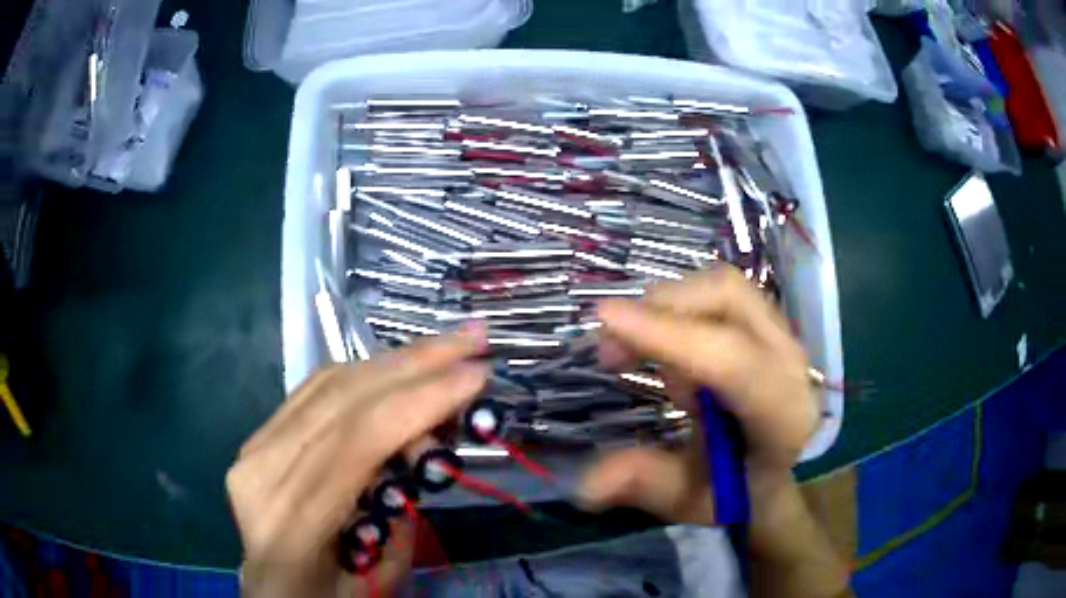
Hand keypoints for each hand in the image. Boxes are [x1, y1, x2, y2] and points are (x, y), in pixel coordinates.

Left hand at [226, 327, 487, 596]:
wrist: (274, 592)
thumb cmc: (331, 597)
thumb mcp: (383, 575)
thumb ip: (401, 510)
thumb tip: (421, 440)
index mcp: (292, 527)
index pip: (358, 442)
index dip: (420, 401)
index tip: (477, 375)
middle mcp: (261, 474)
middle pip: (342, 400)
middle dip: (416, 363)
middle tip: (472, 340)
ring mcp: (252, 449)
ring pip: (328, 385)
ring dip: (394, 360)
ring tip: (446, 347)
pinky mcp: (256, 437)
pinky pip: (314, 392)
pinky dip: (364, 374)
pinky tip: (399, 366)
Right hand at [577, 266, 818, 524]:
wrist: (782, 471)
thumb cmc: (740, 491)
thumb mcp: (690, 500)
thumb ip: (646, 485)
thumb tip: (585, 485)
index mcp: (782, 416)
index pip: (730, 360)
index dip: (668, 335)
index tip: (605, 319)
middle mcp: (789, 362)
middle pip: (727, 297)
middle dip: (660, 309)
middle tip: (611, 349)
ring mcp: (782, 336)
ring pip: (720, 288)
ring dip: (666, 309)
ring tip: (637, 355)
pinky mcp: (767, 326)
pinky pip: (718, 297)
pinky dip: (678, 309)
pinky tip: (662, 349)